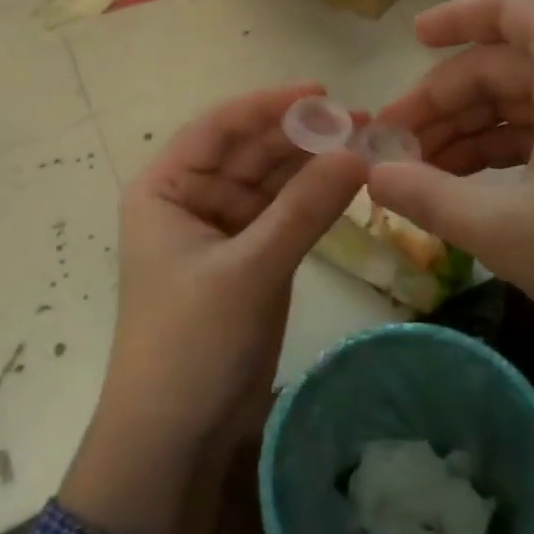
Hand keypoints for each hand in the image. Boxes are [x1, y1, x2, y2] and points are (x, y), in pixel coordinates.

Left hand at [61, 84, 366, 533]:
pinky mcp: (251, 259)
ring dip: (314, 165)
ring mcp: (223, 230)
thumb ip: (304, 208)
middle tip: (363, 122)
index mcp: (166, 188)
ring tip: (367, 146)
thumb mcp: (249, 270)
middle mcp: (192, 198)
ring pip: (273, 182)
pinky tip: (351, 183)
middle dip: (302, 136)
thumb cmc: (192, 343)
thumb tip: (358, 152)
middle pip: (251, 151)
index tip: (322, 94)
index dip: (269, 105)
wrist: (175, 439)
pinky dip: (315, 200)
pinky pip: (285, 215)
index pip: (219, 127)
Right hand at [369, 0, 533, 498]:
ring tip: (419, 178)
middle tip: (392, 148)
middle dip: (443, 102)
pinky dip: (503, 154)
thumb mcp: (506, 228)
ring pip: (521, 103)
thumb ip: (428, 196)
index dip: (452, 20)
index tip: (407, 44)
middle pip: (502, 65)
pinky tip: (466, 191)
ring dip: (468, 134)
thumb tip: (370, 175)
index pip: (505, 10)